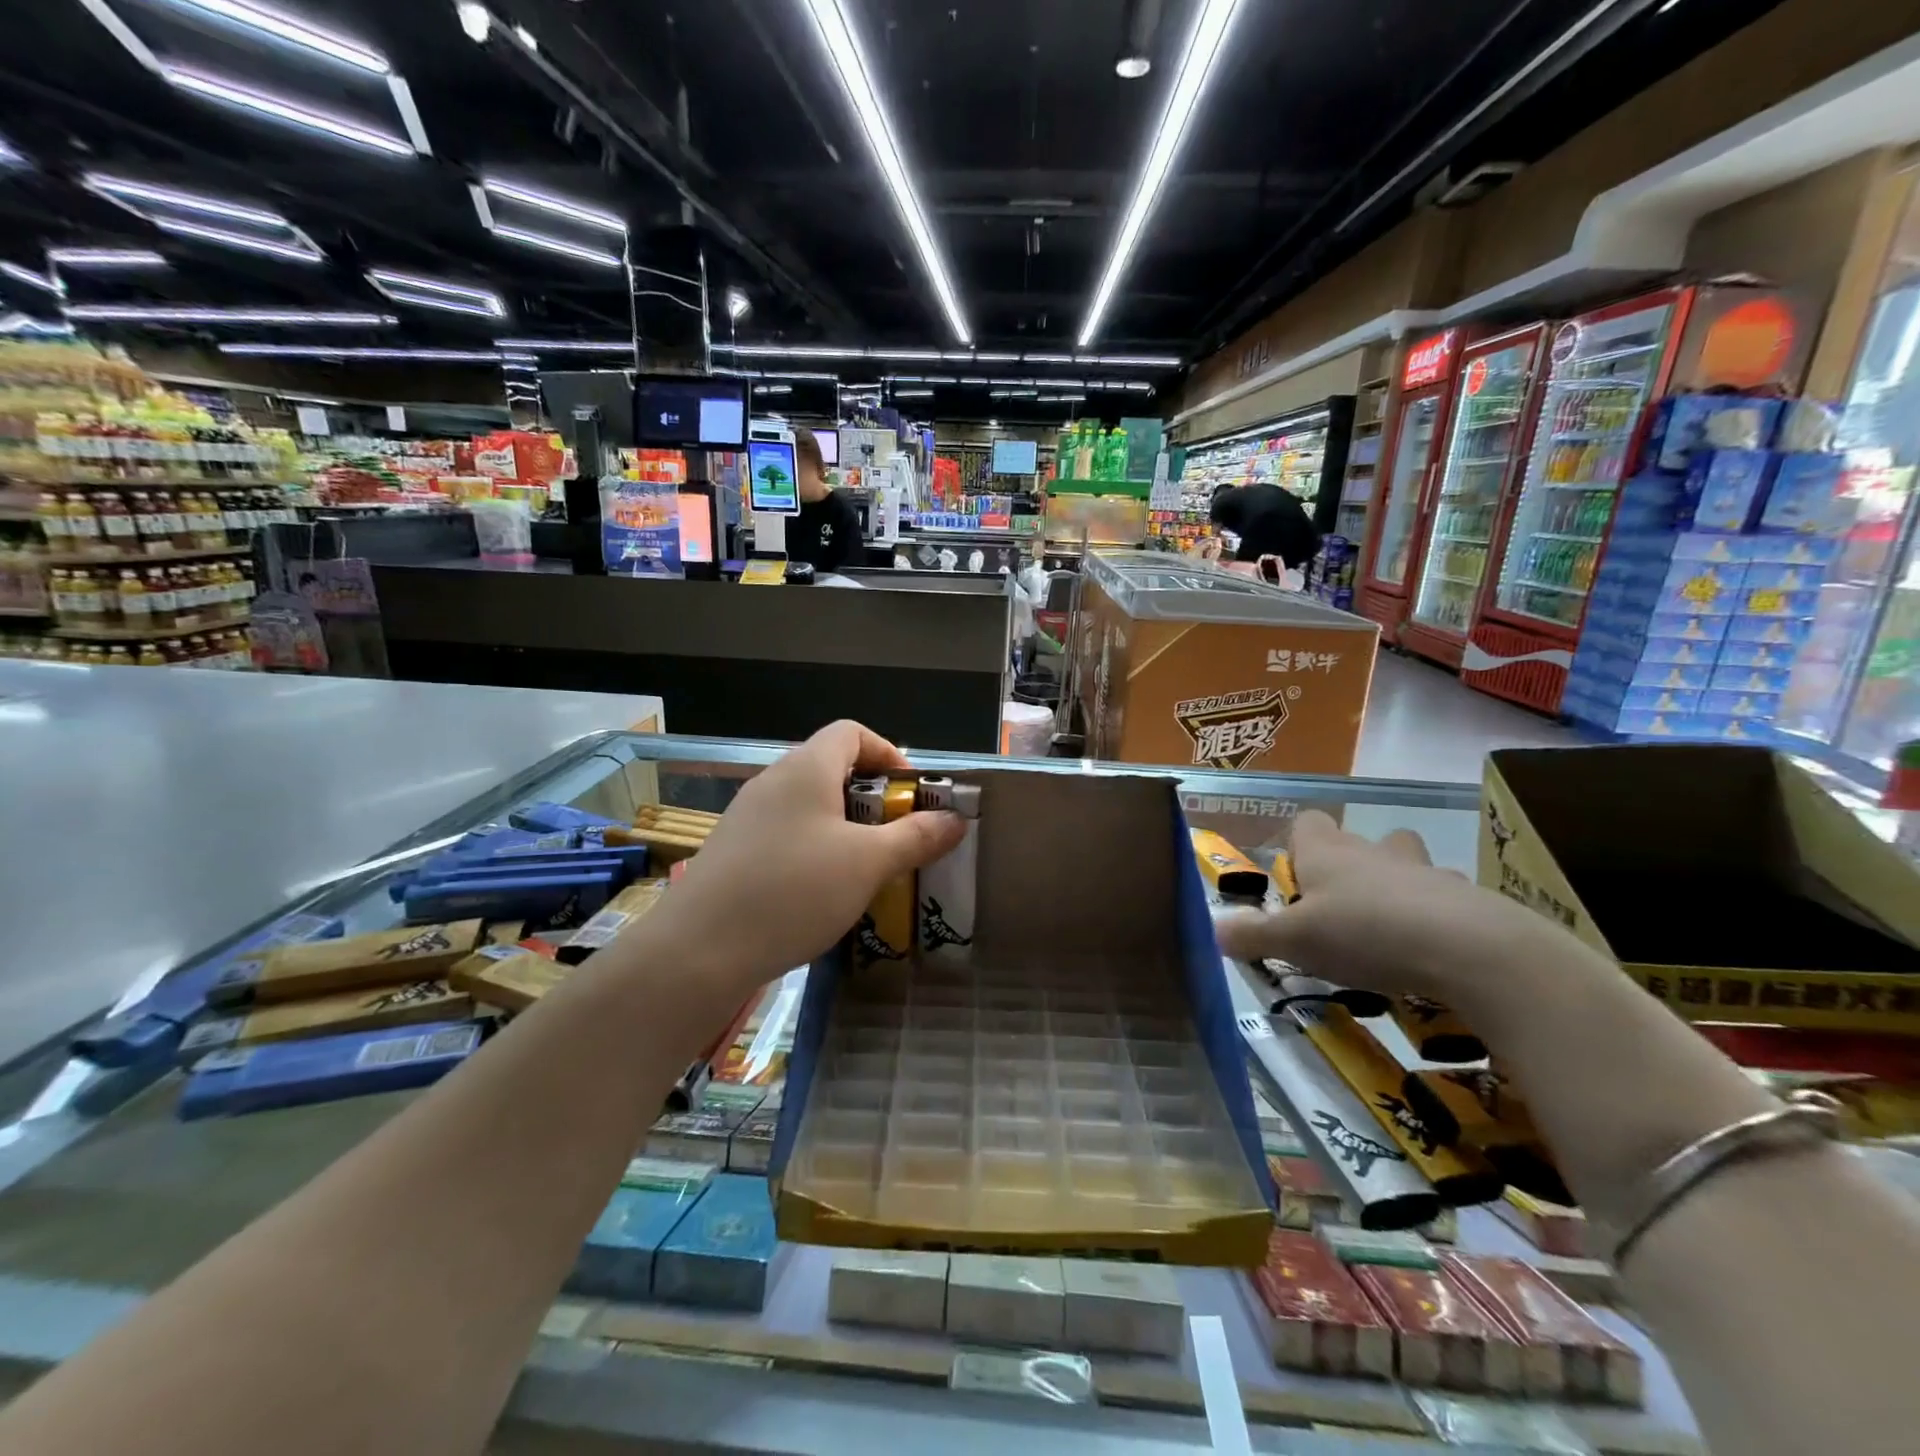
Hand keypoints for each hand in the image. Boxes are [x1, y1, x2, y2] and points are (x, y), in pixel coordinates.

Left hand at [665, 721, 965, 993]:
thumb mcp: (867, 864)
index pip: (851, 732)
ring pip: (809, 806)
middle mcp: (773, 781)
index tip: (912, 794)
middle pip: (831, 768)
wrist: (697, 952)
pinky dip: (815, 850)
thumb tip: (955, 820)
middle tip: (897, 838)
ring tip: (866, 870)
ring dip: (845, 828)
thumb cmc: (793, 891)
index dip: (888, 753)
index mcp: (806, 768)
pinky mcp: (733, 851)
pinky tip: (822, 893)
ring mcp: (747, 816)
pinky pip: (786, 834)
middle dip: (872, 798)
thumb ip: (916, 837)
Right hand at [1213, 810, 1555, 1005]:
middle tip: (1339, 909)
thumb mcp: (1295, 940)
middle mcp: (1374, 852)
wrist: (1470, 949)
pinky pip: (1446, 900)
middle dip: (1349, 866)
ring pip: (1407, 864)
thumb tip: (1212, 929)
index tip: (1295, 878)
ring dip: (1397, 886)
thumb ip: (1251, 934)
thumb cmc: (1365, 933)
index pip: (1307, 823)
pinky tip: (1431, 953)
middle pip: (1359, 840)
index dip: (1297, 844)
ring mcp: (1426, 871)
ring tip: (1389, 929)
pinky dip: (1436, 918)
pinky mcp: (1468, 900)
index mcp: (1328, 854)